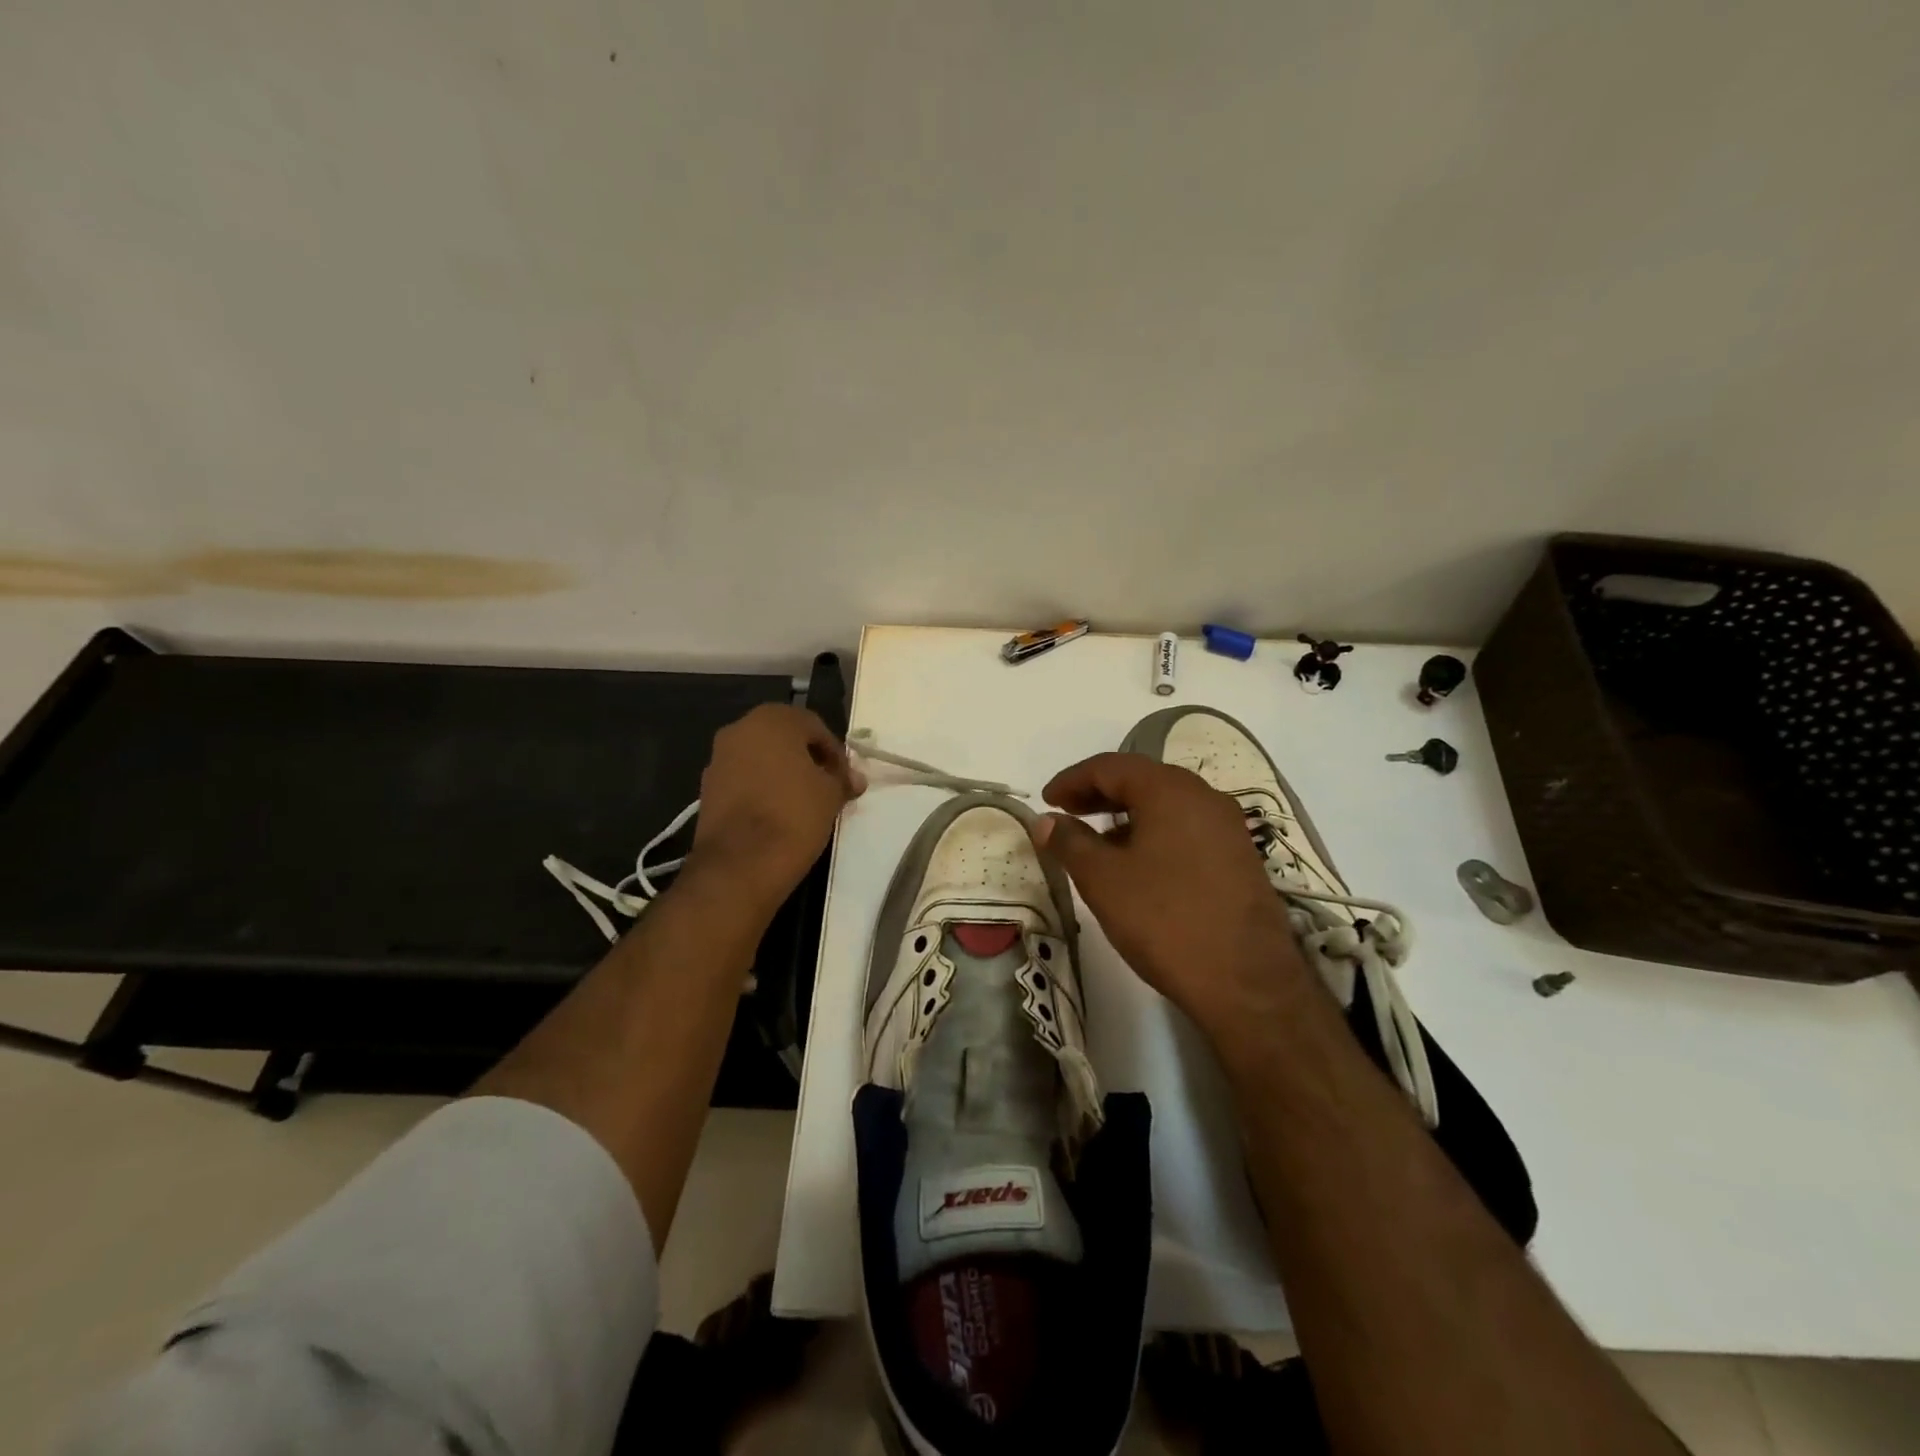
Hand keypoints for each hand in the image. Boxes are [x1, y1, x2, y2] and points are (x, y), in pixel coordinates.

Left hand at [689, 704, 863, 914]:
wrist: (740, 864)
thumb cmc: (794, 815)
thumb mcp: (831, 795)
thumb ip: (842, 779)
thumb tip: (854, 779)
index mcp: (772, 720)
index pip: (814, 727)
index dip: (835, 753)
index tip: (845, 779)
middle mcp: (740, 729)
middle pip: (784, 738)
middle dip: (807, 759)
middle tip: (827, 786)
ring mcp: (719, 758)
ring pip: (761, 758)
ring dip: (783, 773)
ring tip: (804, 802)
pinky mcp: (707, 788)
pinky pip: (744, 779)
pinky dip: (762, 789)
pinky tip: (777, 813)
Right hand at [1030, 752, 1310, 1038]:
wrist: (1247, 983)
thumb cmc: (1164, 920)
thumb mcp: (1103, 879)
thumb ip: (1069, 842)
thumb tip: (1045, 821)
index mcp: (1170, 790)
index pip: (1111, 766)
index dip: (1072, 779)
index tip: (1046, 800)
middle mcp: (1204, 797)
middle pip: (1142, 780)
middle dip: (1099, 793)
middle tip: (1067, 813)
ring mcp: (1228, 828)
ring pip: (1166, 805)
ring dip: (1126, 814)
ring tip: (1096, 842)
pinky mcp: (1239, 858)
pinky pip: (1186, 828)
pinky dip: (1154, 833)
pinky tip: (1137, 864)